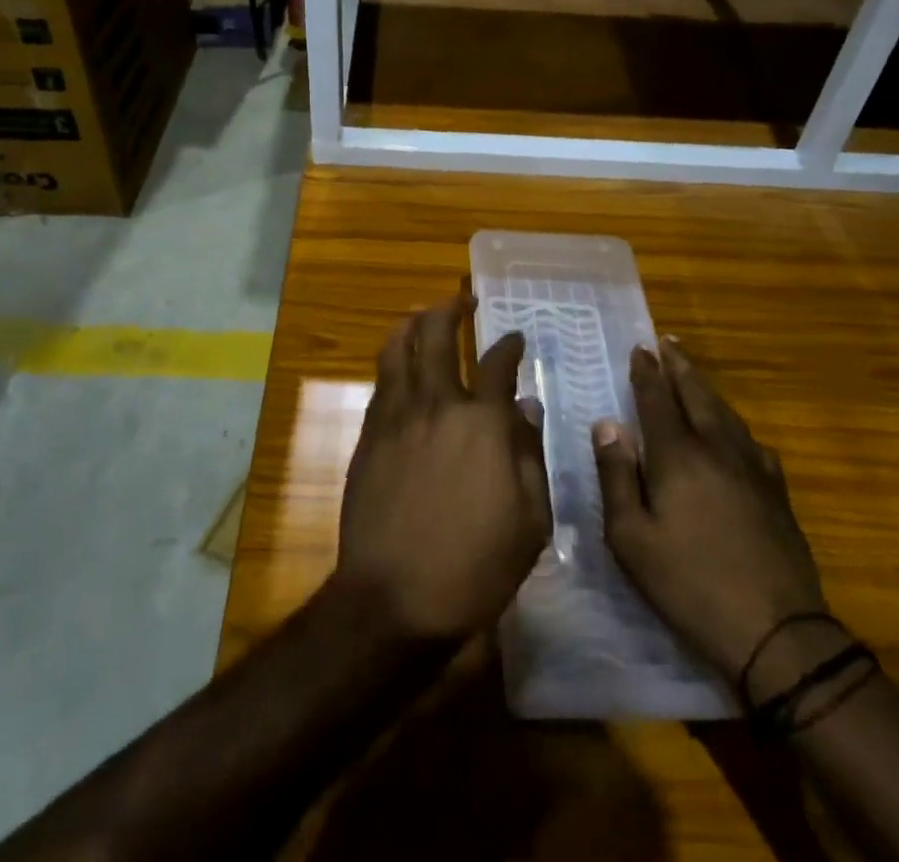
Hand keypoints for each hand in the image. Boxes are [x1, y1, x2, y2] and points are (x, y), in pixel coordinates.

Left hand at [336, 291, 551, 642]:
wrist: (395, 599)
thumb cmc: (475, 566)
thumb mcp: (530, 519)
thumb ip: (529, 453)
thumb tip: (524, 404)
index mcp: (482, 423)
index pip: (497, 364)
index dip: (508, 344)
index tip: (514, 337)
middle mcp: (437, 405)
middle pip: (437, 335)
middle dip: (451, 309)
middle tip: (461, 299)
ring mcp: (396, 417)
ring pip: (398, 349)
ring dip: (412, 324)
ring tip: (422, 315)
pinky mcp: (369, 435)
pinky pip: (381, 382)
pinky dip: (392, 361)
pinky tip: (399, 364)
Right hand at [592, 338, 827, 682]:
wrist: (777, 634)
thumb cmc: (689, 585)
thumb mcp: (631, 538)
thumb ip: (617, 476)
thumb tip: (608, 425)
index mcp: (678, 456)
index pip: (657, 400)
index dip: (647, 373)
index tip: (640, 348)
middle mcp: (717, 450)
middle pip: (697, 396)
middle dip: (680, 367)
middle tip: (668, 342)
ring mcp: (753, 471)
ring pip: (727, 415)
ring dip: (707, 389)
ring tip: (694, 375)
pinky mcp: (777, 495)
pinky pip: (752, 444)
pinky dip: (736, 426)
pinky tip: (736, 433)